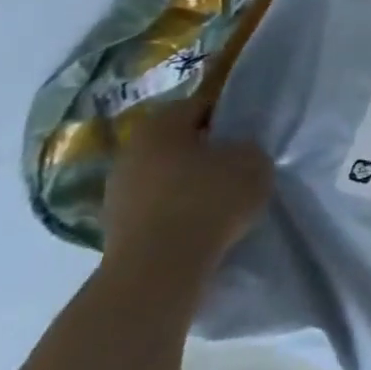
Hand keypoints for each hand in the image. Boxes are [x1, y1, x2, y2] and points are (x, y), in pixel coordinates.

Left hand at [100, 99, 270, 285]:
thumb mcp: (253, 162)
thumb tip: (236, 149)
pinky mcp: (118, 222)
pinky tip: (204, 214)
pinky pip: (158, 200)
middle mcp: (130, 151)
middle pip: (177, 139)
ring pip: (165, 170)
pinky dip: (180, 203)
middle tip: (239, 156)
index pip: (198, 104)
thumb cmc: (209, 199)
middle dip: (207, 145)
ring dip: (190, 176)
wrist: (159, 265)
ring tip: (225, 189)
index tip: (251, 124)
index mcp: (159, 126)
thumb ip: (247, 147)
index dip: (228, 110)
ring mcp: (117, 189)